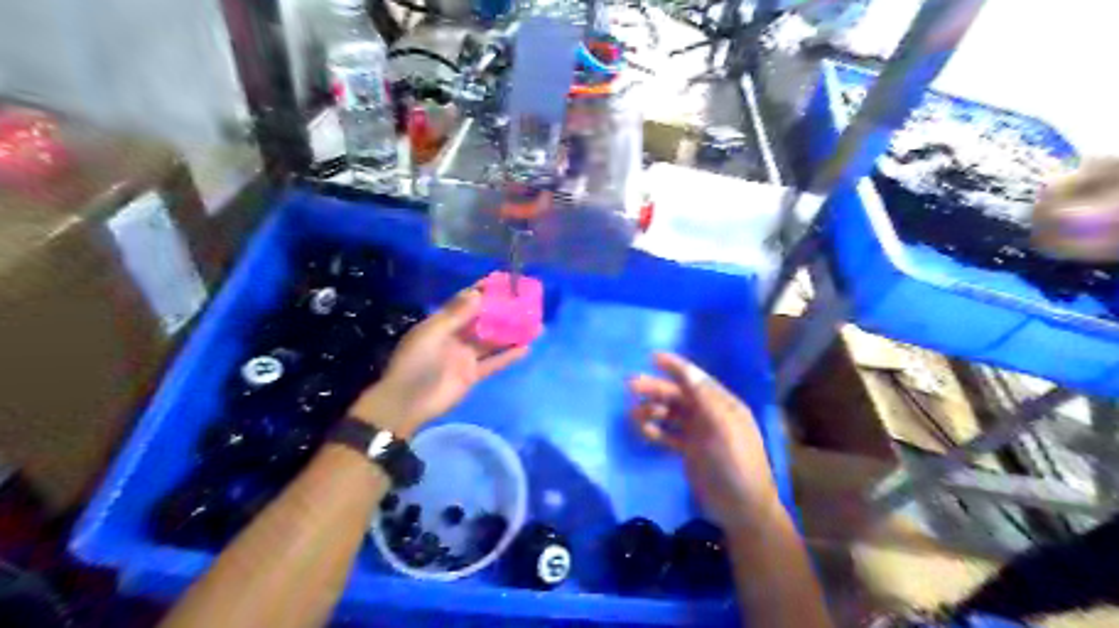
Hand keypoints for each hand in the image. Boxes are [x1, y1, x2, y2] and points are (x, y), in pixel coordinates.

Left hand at [349, 285, 529, 435]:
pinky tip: (526, 348)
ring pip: (492, 341)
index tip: (503, 282)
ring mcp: (465, 356)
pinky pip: (494, 363)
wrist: (407, 404)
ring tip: (533, 324)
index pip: (465, 302)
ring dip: (510, 333)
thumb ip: (455, 315)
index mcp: (441, 323)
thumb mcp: (432, 334)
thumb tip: (477, 293)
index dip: (483, 291)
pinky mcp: (473, 374)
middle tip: (525, 302)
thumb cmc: (415, 364)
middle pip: (483, 320)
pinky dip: (509, 356)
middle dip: (502, 311)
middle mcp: (455, 337)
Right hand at [627, 356, 780, 526]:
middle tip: (630, 386)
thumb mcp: (723, 428)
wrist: (742, 509)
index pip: (696, 379)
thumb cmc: (736, 464)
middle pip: (679, 395)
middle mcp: (710, 415)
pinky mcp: (689, 452)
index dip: (675, 367)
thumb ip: (705, 399)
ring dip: (652, 410)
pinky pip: (668, 435)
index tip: (652, 357)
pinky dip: (655, 430)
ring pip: (671, 414)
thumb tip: (687, 370)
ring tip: (634, 414)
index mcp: (723, 405)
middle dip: (656, 389)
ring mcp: (699, 434)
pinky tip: (642, 430)